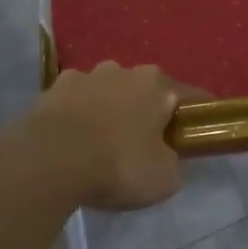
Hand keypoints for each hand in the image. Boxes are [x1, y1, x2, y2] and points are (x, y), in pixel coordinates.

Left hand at [21, 62, 188, 210]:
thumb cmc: (118, 165)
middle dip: (144, 111)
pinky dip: (76, 118)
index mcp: (155, 84)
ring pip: (104, 93)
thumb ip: (171, 162)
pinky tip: (72, 142)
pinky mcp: (49, 92)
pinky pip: (72, 105)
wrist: (48, 162)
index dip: (195, 114)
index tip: (198, 130)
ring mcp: (81, 77)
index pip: (187, 96)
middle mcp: (120, 70)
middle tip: (143, 143)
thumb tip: (164, 157)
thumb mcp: (164, 178)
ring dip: (107, 111)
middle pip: (141, 90)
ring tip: (101, 143)